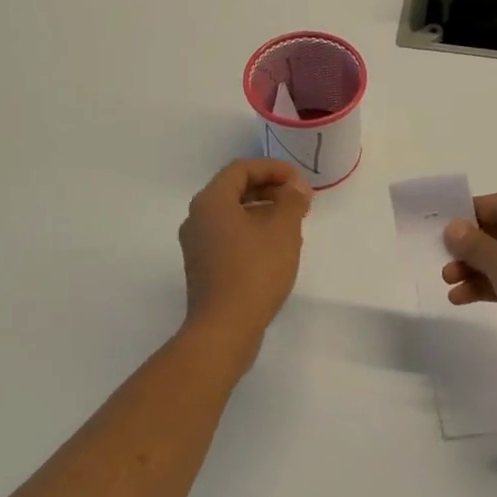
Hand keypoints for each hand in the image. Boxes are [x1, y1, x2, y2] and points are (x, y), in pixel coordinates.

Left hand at [179, 160, 311, 347]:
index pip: (241, 169)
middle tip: (299, 200)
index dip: (273, 168)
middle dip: (270, 189)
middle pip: (235, 190)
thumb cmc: (255, 270)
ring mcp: (197, 245)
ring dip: (263, 211)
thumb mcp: (283, 229)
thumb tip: (296, 186)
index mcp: (211, 201)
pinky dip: (252, 232)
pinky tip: (277, 248)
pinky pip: (229, 236)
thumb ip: (292, 200)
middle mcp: (197, 218)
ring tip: (293, 223)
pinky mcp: (203, 267)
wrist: (224, 328)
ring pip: (233, 215)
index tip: (299, 181)